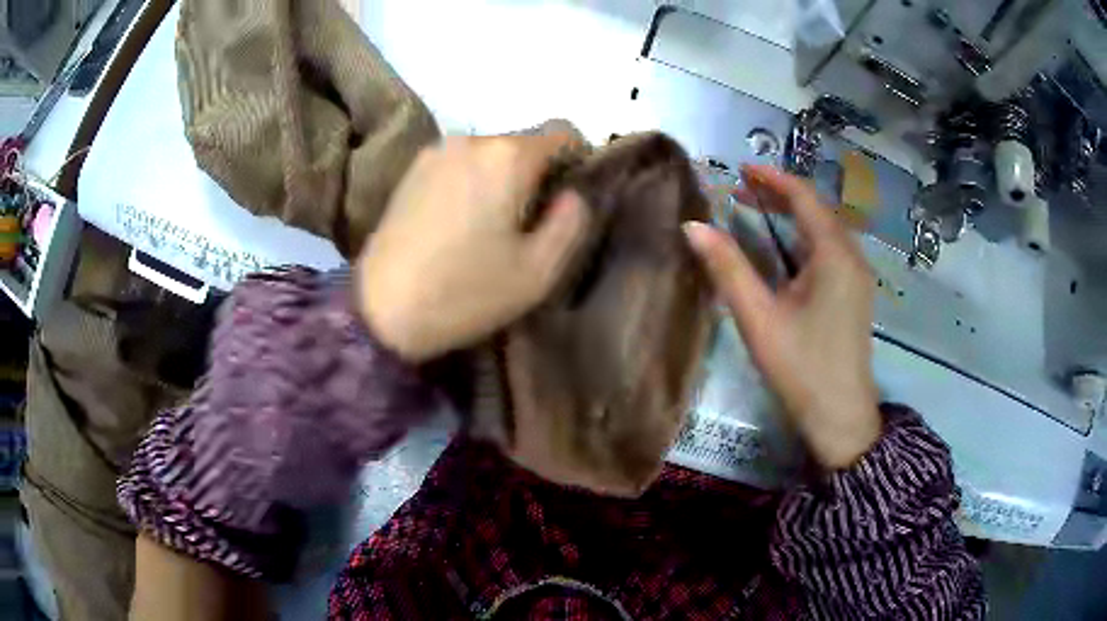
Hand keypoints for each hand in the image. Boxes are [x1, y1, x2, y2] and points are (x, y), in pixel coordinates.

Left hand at [357, 130, 589, 363]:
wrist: (380, 310)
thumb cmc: (464, 293)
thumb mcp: (538, 271)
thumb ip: (571, 222)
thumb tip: (572, 194)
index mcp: (507, 156)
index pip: (563, 131)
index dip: (578, 160)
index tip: (570, 197)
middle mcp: (471, 139)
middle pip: (524, 143)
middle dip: (538, 173)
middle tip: (531, 223)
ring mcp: (436, 152)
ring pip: (490, 154)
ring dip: (503, 179)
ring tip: (491, 227)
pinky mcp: (412, 170)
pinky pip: (460, 164)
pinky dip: (473, 182)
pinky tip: (459, 223)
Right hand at [684, 165, 880, 469]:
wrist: (841, 417)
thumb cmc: (802, 368)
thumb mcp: (760, 318)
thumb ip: (728, 269)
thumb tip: (692, 226)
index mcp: (833, 255)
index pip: (804, 198)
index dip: (772, 179)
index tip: (741, 168)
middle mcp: (852, 257)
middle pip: (817, 209)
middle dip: (781, 194)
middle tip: (742, 188)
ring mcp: (857, 276)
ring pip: (826, 228)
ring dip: (794, 213)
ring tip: (758, 208)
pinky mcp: (854, 293)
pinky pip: (831, 247)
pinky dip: (805, 234)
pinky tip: (786, 245)